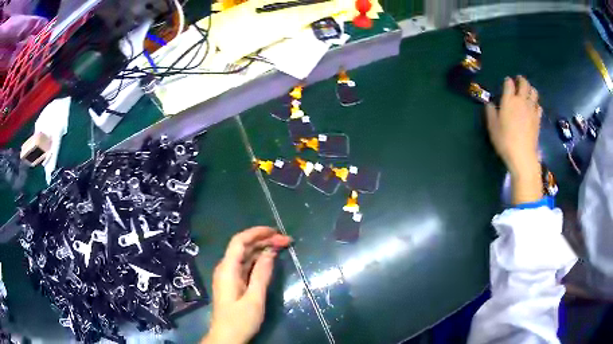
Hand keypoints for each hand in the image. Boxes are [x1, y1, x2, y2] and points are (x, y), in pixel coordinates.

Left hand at [202, 227, 291, 343]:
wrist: (227, 338)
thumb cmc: (240, 320)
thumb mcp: (254, 298)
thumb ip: (261, 274)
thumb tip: (270, 252)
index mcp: (227, 269)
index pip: (239, 241)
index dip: (256, 232)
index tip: (276, 231)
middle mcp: (226, 269)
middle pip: (244, 247)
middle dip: (264, 241)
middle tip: (286, 241)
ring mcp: (229, 276)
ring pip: (245, 256)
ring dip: (262, 250)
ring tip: (282, 247)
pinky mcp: (233, 284)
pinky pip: (245, 266)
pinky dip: (258, 261)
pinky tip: (270, 261)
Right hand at [486, 76, 542, 203]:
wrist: (522, 155)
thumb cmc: (505, 141)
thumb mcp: (492, 127)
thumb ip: (490, 113)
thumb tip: (489, 104)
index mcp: (509, 100)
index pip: (509, 83)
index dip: (508, 81)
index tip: (507, 82)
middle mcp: (521, 101)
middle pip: (524, 84)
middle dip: (521, 80)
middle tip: (519, 80)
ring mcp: (531, 109)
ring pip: (534, 92)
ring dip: (531, 89)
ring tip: (527, 92)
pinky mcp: (537, 119)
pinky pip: (539, 106)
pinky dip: (536, 103)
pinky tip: (534, 107)